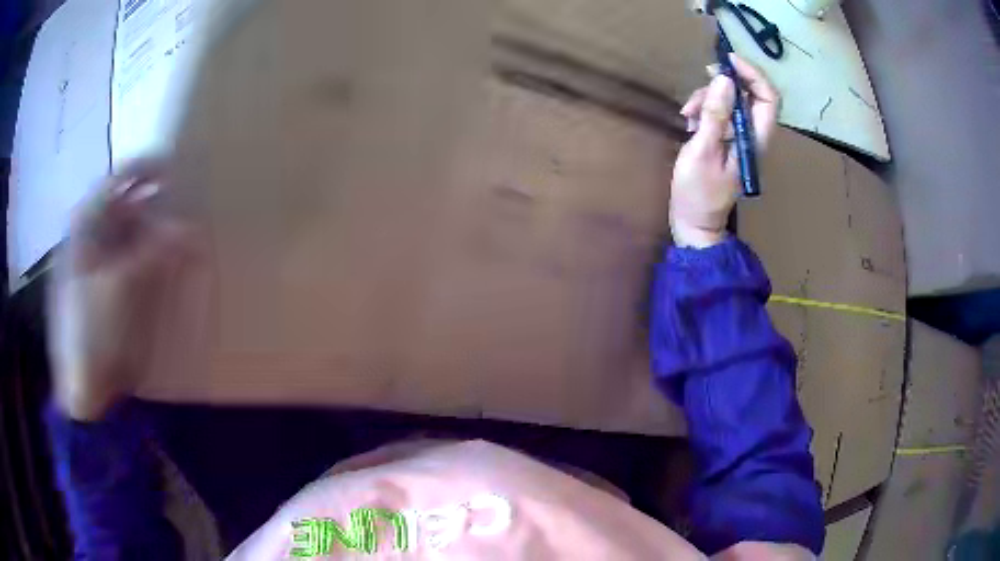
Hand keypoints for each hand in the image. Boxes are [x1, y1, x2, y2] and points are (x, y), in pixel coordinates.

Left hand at [48, 160, 196, 420]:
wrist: (84, 393)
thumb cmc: (94, 335)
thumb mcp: (124, 289)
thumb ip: (156, 252)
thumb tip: (191, 228)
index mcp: (82, 232)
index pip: (113, 184)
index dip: (142, 169)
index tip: (174, 163)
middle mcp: (87, 242)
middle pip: (121, 207)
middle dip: (151, 200)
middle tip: (184, 197)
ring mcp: (96, 269)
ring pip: (126, 235)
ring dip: (153, 229)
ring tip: (181, 229)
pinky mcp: (106, 293)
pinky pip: (130, 262)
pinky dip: (149, 256)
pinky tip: (166, 260)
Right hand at [670, 54, 779, 247]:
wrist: (696, 223)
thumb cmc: (699, 192)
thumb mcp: (702, 150)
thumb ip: (715, 115)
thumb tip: (725, 79)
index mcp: (754, 139)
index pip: (768, 98)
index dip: (753, 74)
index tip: (727, 61)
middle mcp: (753, 135)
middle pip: (748, 95)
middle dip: (723, 85)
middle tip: (701, 84)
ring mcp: (740, 138)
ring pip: (731, 101)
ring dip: (708, 98)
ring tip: (687, 113)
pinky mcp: (728, 140)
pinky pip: (721, 113)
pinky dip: (705, 110)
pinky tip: (690, 121)